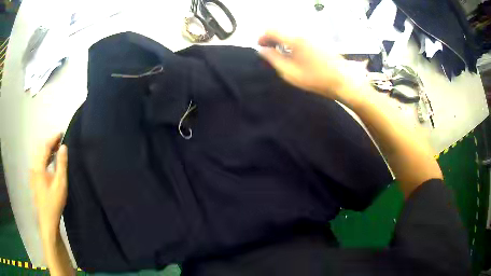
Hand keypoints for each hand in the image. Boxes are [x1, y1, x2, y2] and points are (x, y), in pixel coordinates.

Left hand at [30, 133, 67, 240]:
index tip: (61, 133)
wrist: (47, 220)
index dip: (53, 139)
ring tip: (57, 150)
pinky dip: (45, 159)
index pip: (45, 147)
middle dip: (50, 144)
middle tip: (60, 141)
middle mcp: (34, 168)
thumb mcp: (60, 183)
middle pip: (41, 150)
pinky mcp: (35, 180)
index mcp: (39, 167)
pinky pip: (39, 163)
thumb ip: (61, 164)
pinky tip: (50, 163)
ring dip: (48, 151)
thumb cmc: (54, 202)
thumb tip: (64, 147)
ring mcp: (33, 174)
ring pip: (40, 157)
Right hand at [258, 31, 369, 103]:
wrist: (343, 80)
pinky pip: (300, 38)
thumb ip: (273, 59)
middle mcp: (302, 33)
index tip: (260, 48)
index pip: (271, 30)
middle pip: (281, 30)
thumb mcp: (290, 72)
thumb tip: (262, 50)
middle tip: (269, 53)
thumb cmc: (315, 78)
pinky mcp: (319, 41)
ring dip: (282, 42)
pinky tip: (294, 56)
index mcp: (294, 39)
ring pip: (290, 34)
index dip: (262, 37)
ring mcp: (312, 36)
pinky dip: (292, 43)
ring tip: (281, 56)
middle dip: (271, 39)